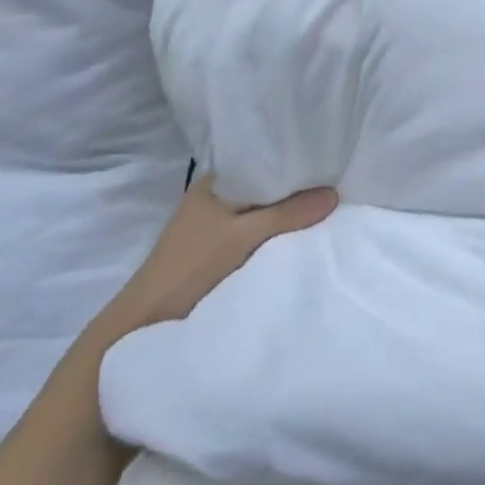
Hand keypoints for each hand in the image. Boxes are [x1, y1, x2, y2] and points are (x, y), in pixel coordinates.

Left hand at [93, 179, 337, 341]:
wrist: (149, 322)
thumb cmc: (191, 266)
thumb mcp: (242, 235)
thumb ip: (287, 214)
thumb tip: (334, 194)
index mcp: (212, 185)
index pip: (258, 162)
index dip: (290, 162)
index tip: (326, 161)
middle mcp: (215, 201)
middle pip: (264, 191)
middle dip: (294, 192)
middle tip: (334, 186)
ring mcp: (217, 230)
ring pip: (263, 215)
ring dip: (287, 217)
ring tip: (327, 209)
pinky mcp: (221, 254)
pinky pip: (258, 237)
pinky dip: (277, 237)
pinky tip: (303, 237)